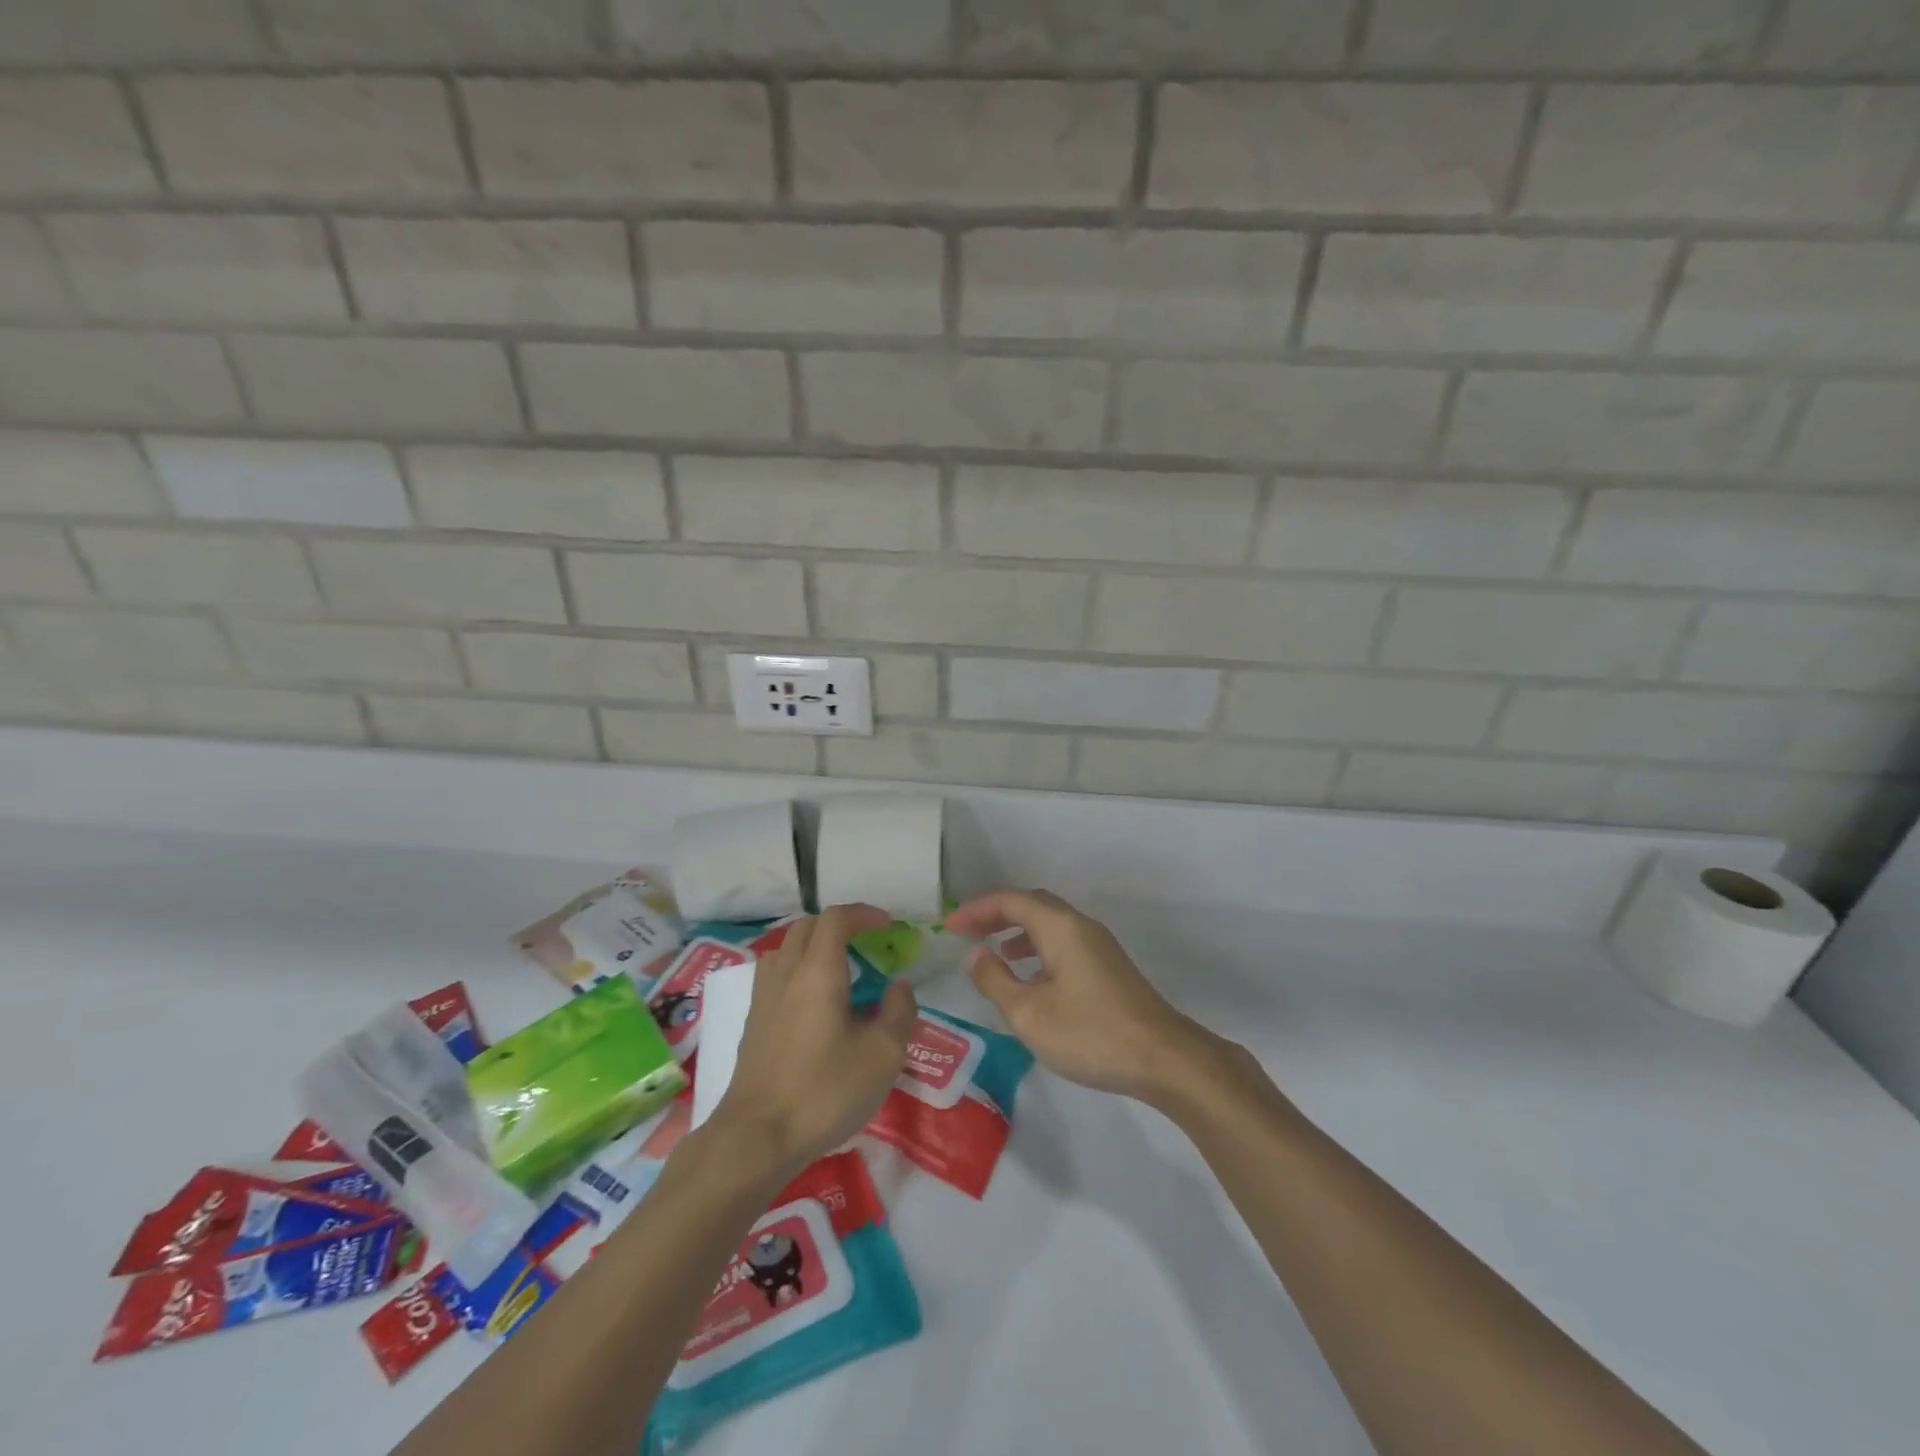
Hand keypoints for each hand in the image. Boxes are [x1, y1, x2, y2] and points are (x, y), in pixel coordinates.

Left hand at [708, 904, 916, 1178]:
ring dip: (814, 946)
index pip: (836, 919)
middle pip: (808, 927)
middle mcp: (786, 973)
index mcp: (818, 971)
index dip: (863, 913)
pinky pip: (776, 975)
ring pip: (787, 949)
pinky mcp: (752, 1022)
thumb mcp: (883, 1055)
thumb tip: (899, 987)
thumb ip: (899, 1012)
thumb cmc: (825, 1091)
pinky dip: (798, 970)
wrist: (756, 1137)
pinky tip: (814, 1004)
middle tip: (866, 943)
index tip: (887, 925)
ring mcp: (763, 997)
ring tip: (840, 970)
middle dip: (839, 925)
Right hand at [946, 889, 1220, 1105]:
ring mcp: (1099, 945)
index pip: (1010, 901)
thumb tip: (975, 954)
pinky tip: (1031, 979)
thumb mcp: (1030, 1013)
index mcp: (1060, 927)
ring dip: (1018, 931)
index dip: (976, 909)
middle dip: (997, 914)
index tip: (948, 927)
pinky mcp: (1109, 967)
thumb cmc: (1090, 1033)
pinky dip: (1038, 949)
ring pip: (1050, 924)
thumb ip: (995, 980)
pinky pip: (1064, 942)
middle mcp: (1080, 926)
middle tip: (968, 933)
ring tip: (995, 954)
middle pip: (1032, 905)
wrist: (1163, 1058)